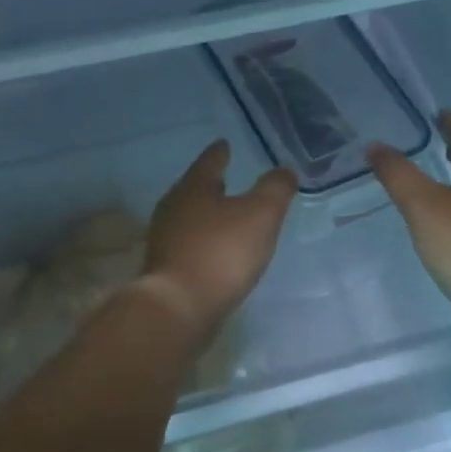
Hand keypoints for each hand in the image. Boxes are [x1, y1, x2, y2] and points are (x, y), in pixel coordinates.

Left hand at [142, 141, 296, 333]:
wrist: (179, 307)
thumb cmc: (221, 252)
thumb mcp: (260, 215)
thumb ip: (275, 190)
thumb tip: (286, 170)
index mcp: (193, 188)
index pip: (209, 161)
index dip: (220, 152)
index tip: (224, 143)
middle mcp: (173, 207)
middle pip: (193, 188)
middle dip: (209, 184)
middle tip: (224, 178)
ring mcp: (164, 239)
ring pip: (188, 216)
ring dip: (205, 214)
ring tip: (223, 215)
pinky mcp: (164, 268)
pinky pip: (186, 244)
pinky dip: (201, 241)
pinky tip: (214, 250)